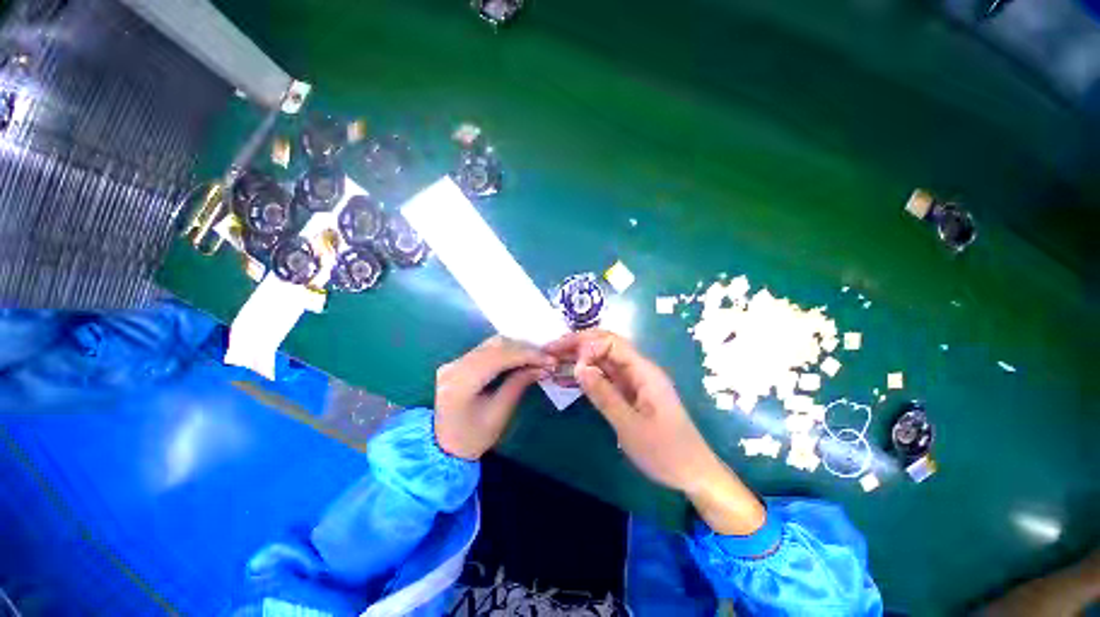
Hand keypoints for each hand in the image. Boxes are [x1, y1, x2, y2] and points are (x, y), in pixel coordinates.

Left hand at [435, 335, 555, 459]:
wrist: (446, 447)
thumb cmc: (474, 437)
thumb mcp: (500, 413)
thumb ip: (519, 384)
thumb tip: (543, 367)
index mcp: (460, 383)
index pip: (498, 357)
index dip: (526, 354)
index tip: (549, 359)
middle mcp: (454, 366)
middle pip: (495, 346)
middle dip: (524, 349)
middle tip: (547, 358)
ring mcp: (454, 362)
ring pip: (492, 344)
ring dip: (517, 348)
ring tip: (537, 357)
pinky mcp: (458, 362)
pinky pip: (486, 349)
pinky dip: (507, 350)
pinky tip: (521, 357)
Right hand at [546, 330, 764, 534]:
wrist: (693, 473)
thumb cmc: (665, 452)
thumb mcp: (630, 426)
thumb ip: (604, 395)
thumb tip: (579, 367)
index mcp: (644, 371)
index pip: (612, 343)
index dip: (588, 346)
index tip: (569, 363)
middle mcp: (639, 370)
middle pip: (605, 346)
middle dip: (578, 344)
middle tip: (550, 349)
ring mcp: (634, 381)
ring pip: (603, 360)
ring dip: (579, 358)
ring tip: (553, 360)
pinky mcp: (630, 393)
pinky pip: (606, 377)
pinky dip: (587, 375)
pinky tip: (568, 378)